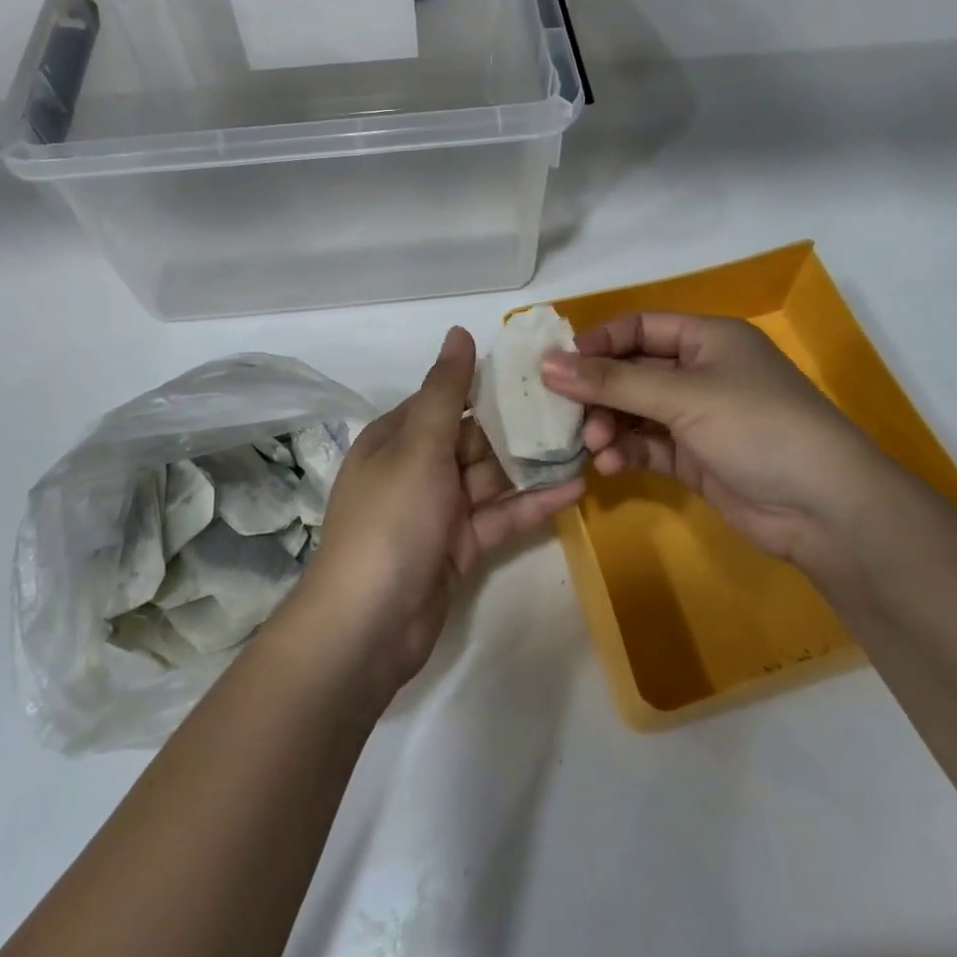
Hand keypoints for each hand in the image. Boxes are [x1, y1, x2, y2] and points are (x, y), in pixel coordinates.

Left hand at [289, 327, 585, 694]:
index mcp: (398, 438)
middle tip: (577, 406)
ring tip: (587, 442)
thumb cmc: (392, 521)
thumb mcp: (418, 446)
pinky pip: (500, 516)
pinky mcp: (460, 546)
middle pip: (474, 438)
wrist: (368, 625)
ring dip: (532, 464)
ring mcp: (439, 510)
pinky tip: (575, 488)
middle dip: (520, 426)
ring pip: (492, 477)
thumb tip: (459, 331)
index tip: (539, 370)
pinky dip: (532, 504)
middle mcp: (417, 467)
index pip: (447, 399)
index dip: (489, 384)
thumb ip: (446, 391)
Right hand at [541, 312, 898, 560]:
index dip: (598, 343)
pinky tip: (611, 465)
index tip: (557, 367)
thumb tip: (547, 364)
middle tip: (566, 415)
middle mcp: (702, 371)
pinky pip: (648, 445)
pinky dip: (627, 452)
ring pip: (636, 411)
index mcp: (708, 338)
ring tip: (595, 446)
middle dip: (599, 393)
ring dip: (610, 426)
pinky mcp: (696, 457)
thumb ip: (612, 382)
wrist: (825, 508)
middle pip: (632, 371)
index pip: (639, 327)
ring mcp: (699, 417)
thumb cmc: (757, 426)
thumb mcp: (683, 395)